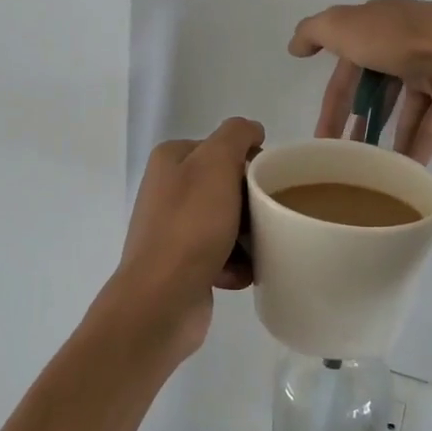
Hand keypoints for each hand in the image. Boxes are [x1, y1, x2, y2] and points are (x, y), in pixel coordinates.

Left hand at [110, 117, 264, 356]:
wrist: (162, 299)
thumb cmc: (192, 226)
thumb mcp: (217, 163)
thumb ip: (236, 135)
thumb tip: (252, 130)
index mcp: (171, 160)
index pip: (223, 147)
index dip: (250, 162)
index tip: (268, 182)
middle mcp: (168, 190)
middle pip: (228, 186)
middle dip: (252, 203)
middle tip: (269, 216)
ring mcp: (174, 229)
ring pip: (229, 222)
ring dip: (248, 236)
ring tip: (260, 248)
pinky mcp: (183, 264)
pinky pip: (222, 255)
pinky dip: (236, 264)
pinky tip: (242, 273)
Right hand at [288, 0, 431, 162]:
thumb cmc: (398, 37)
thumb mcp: (343, 26)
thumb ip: (314, 32)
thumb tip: (294, 46)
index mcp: (377, 25)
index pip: (346, 67)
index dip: (332, 102)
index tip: (321, 138)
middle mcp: (404, 43)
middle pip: (376, 88)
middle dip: (360, 122)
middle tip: (347, 156)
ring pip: (405, 106)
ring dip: (389, 135)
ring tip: (376, 167)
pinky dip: (419, 143)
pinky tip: (407, 168)